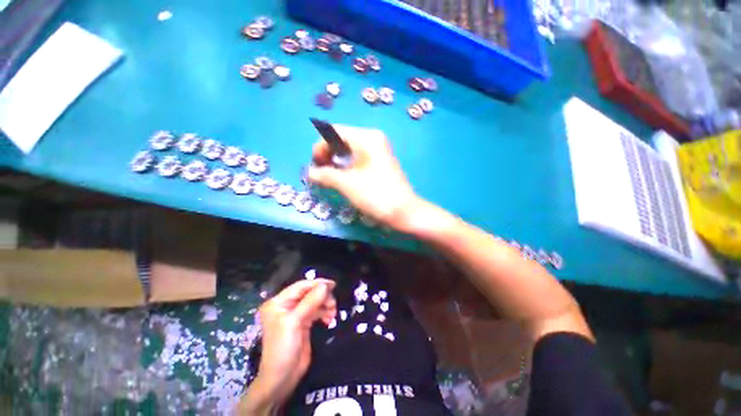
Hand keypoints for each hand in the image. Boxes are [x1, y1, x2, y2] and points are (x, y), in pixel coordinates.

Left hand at [241, 279, 335, 413]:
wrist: (282, 378)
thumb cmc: (283, 348)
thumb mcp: (295, 322)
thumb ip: (310, 302)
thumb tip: (325, 285)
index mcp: (278, 303)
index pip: (300, 286)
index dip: (317, 284)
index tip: (333, 285)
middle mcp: (286, 306)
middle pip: (309, 293)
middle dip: (322, 297)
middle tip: (333, 303)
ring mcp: (295, 315)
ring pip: (315, 302)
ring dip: (325, 305)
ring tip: (332, 313)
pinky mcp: (304, 323)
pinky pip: (317, 311)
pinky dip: (324, 313)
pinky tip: (329, 319)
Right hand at [308, 125, 422, 232]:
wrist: (403, 211)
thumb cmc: (375, 195)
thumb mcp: (346, 184)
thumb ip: (325, 175)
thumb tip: (310, 172)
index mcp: (366, 137)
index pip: (334, 132)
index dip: (320, 147)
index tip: (314, 166)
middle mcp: (373, 138)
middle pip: (342, 139)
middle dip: (328, 154)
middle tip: (320, 172)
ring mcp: (379, 149)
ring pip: (350, 149)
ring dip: (336, 160)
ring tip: (329, 175)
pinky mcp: (381, 160)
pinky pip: (359, 156)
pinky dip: (347, 164)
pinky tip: (343, 175)